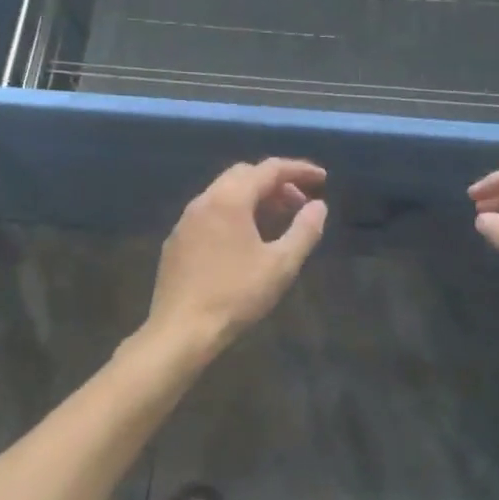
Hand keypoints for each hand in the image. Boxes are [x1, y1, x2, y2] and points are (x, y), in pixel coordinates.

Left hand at [136, 159, 328, 367]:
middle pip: (244, 174)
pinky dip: (233, 213)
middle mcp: (204, 199)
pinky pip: (209, 212)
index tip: (322, 178)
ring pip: (224, 192)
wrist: (180, 330)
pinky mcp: (176, 240)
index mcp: (230, 198)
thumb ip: (304, 230)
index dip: (298, 170)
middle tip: (300, 202)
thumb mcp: (280, 265)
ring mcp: (186, 219)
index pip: (269, 169)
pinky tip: (243, 240)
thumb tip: (319, 206)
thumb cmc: (235, 295)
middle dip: (275, 182)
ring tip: (277, 219)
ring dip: (253, 197)